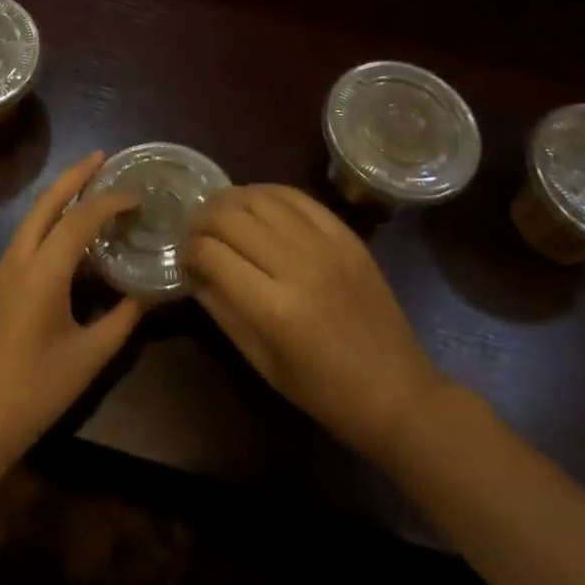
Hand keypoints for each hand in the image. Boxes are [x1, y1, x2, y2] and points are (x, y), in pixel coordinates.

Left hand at [0, 152, 142, 466]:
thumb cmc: (34, 392)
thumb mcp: (87, 358)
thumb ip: (121, 320)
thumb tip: (146, 294)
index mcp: (42, 272)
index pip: (79, 219)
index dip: (110, 202)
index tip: (137, 196)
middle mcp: (19, 259)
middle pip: (46, 202)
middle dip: (74, 176)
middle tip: (102, 157)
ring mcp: (3, 270)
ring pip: (33, 217)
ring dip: (60, 195)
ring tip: (89, 185)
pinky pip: (28, 236)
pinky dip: (50, 220)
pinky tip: (70, 232)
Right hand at [186, 185, 450, 468]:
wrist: (398, 391)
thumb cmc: (324, 392)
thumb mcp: (262, 363)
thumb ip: (222, 310)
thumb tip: (194, 270)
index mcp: (274, 309)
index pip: (211, 254)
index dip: (189, 251)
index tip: (186, 259)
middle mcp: (297, 266)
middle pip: (230, 218)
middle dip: (201, 220)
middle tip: (195, 231)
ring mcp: (324, 245)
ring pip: (259, 198)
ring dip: (230, 200)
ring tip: (219, 213)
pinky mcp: (344, 234)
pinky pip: (296, 196)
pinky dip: (266, 192)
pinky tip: (254, 201)